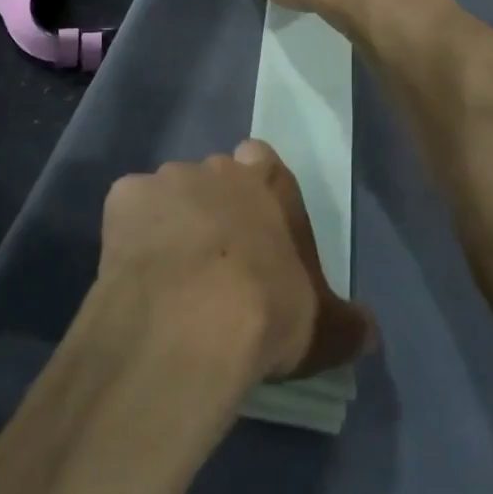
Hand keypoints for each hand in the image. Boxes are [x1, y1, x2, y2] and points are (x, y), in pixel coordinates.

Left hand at [99, 141, 376, 381]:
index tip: (255, 228)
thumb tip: (369, 332)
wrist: (191, 319)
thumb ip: (347, 324)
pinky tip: (135, 274)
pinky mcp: (123, 197)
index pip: (262, 161)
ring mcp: (166, 179)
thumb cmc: (267, 311)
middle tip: (212, 260)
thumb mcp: (322, 327)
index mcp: (266, 183)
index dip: (257, 190)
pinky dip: (130, 237)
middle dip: (212, 208)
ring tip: (169, 275)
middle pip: (212, 178)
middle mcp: (215, 168)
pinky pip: (128, 213)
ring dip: (169, 223)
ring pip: (167, 195)